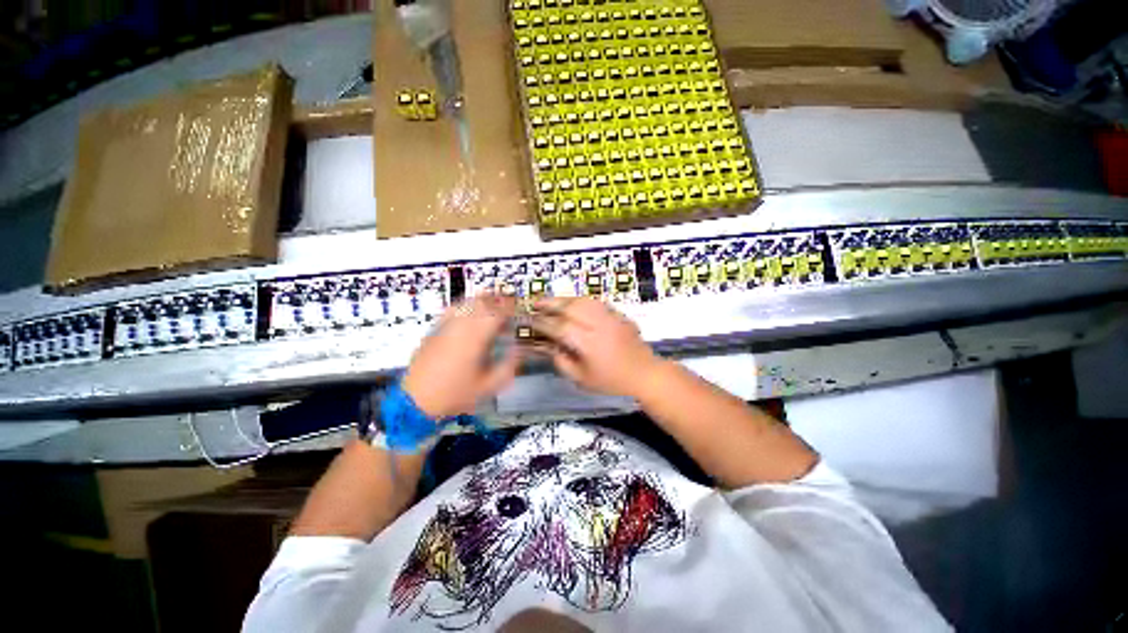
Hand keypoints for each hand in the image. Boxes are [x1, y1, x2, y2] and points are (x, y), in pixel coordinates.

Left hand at [401, 295, 519, 418]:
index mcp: (476, 335)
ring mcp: (445, 324)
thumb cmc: (454, 394)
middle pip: (482, 300)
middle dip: (497, 301)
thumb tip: (517, 351)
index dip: (511, 306)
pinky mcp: (434, 330)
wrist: (417, 398)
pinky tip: (469, 320)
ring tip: (490, 313)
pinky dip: (465, 309)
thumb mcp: (488, 387)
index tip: (519, 309)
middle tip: (508, 309)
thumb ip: (507, 368)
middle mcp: (461, 323)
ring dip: (482, 303)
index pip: (498, 309)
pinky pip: (453, 310)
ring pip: (467, 302)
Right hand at [530, 297, 662, 397]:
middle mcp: (599, 325)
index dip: (542, 323)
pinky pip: (596, 303)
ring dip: (565, 299)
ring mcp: (610, 317)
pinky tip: (573, 305)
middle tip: (534, 303)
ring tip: (551, 302)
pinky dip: (581, 301)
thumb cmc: (611, 382)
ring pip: (584, 300)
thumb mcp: (581, 379)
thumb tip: (547, 345)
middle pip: (571, 307)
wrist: (644, 374)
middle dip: (550, 304)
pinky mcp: (619, 314)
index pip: (559, 327)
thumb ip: (561, 361)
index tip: (528, 321)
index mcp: (588, 343)